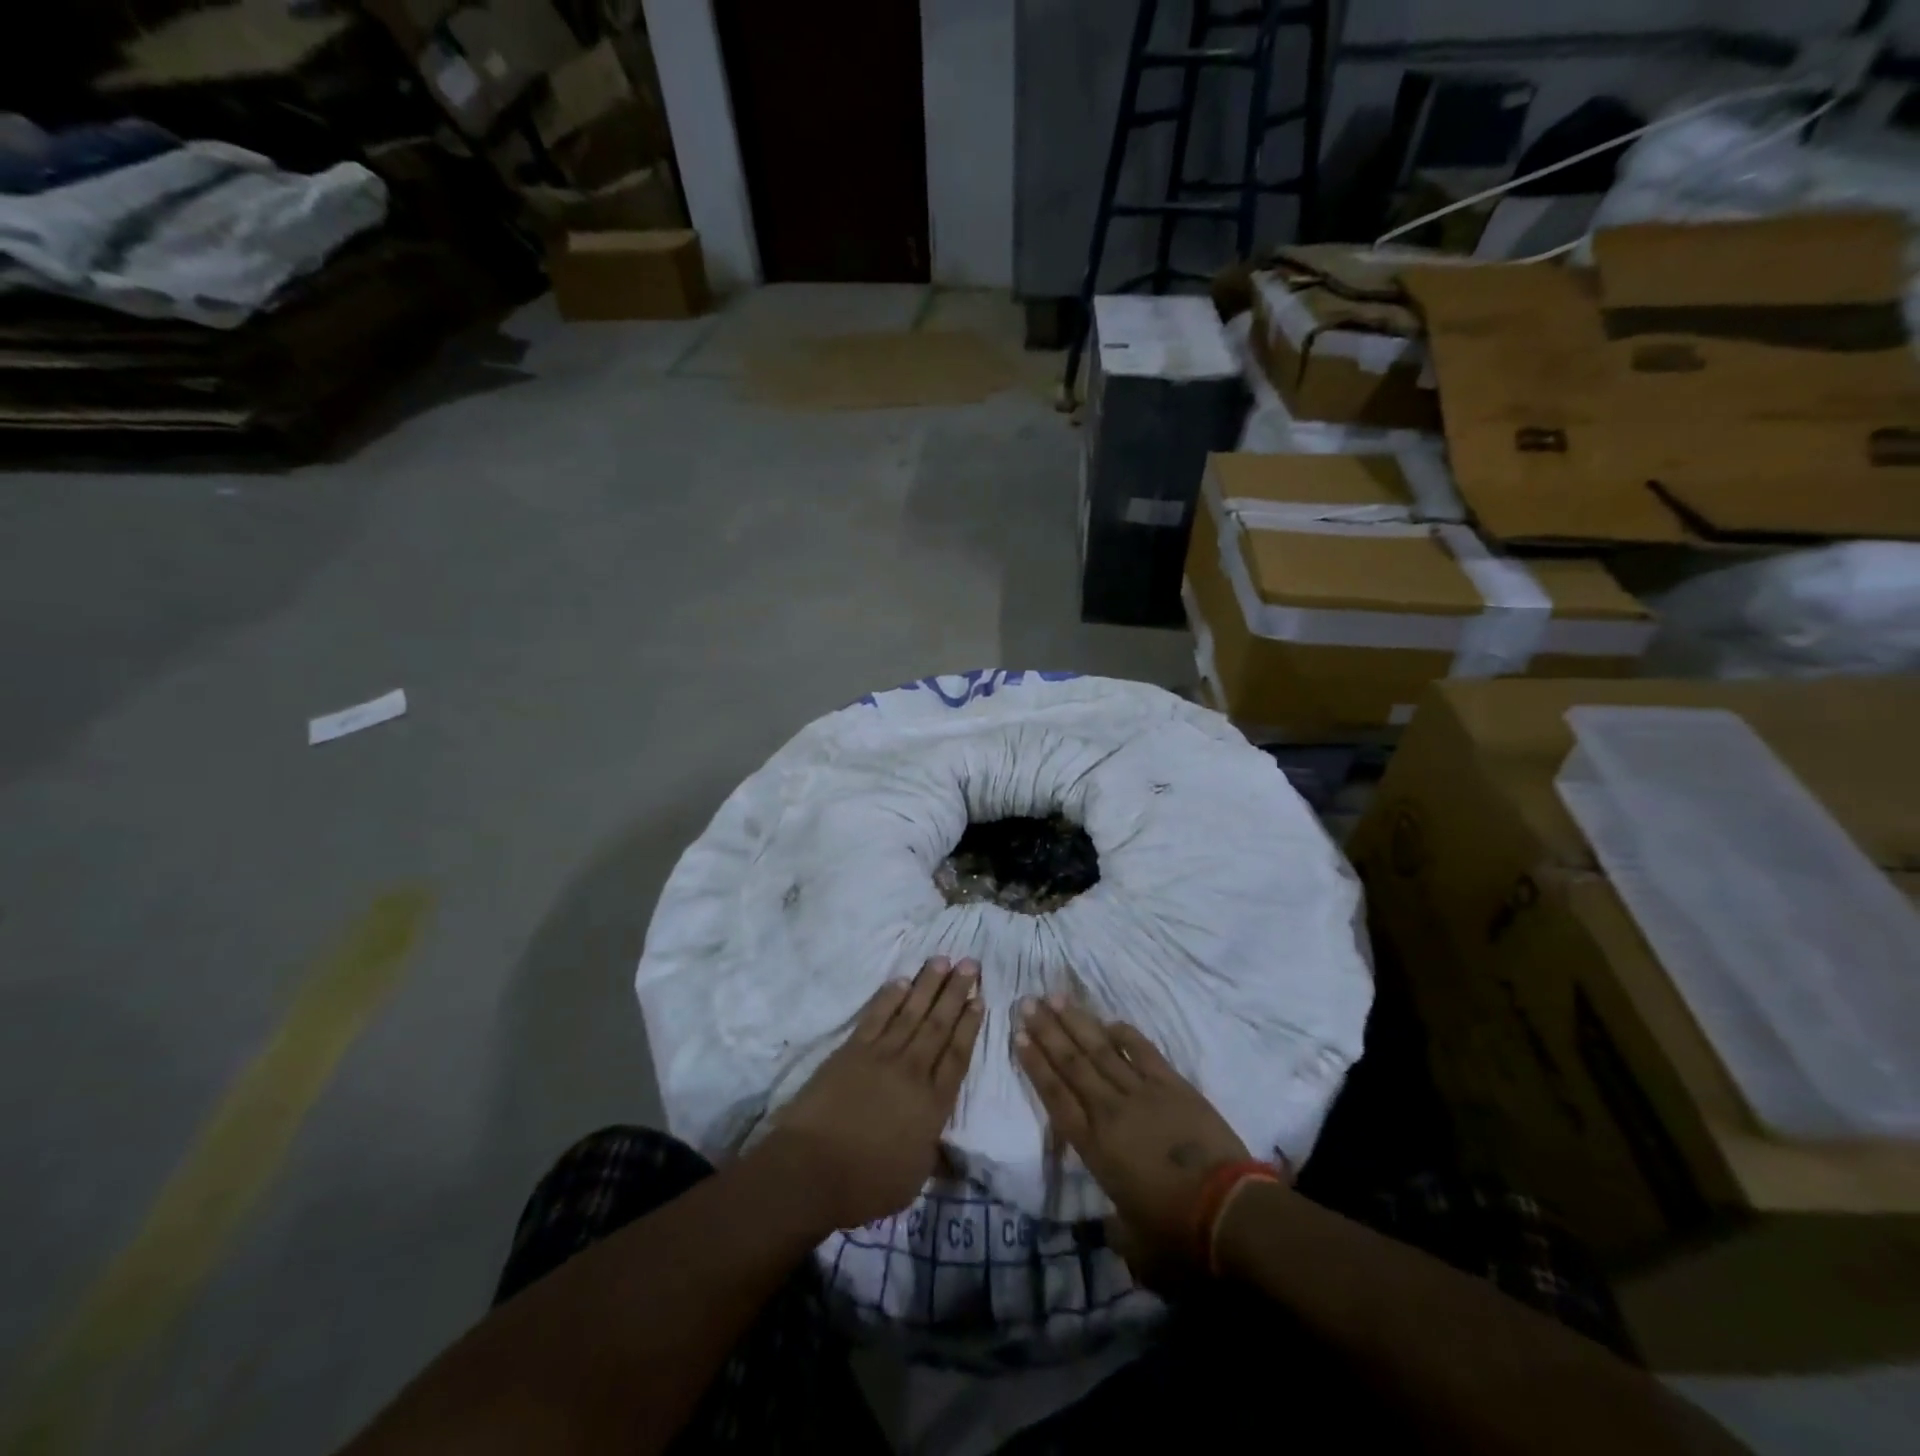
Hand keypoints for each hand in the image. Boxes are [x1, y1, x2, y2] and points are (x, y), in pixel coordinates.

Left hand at [769, 957, 983, 1229]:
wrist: (812, 1169)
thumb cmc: (865, 1184)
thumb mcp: (913, 1179)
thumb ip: (932, 1151)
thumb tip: (946, 1144)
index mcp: (933, 1105)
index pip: (957, 1056)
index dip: (970, 1026)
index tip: (980, 1000)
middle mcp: (912, 1071)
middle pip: (939, 1025)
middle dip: (956, 992)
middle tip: (970, 963)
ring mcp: (881, 1056)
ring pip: (911, 1012)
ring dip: (928, 985)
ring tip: (943, 960)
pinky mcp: (852, 1050)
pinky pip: (876, 1016)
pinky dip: (889, 996)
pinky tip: (901, 980)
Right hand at [1014, 995, 1258, 1285]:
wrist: (1227, 1211)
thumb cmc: (1176, 1233)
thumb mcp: (1133, 1242)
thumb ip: (1115, 1226)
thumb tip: (1111, 1224)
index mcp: (1094, 1147)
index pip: (1056, 1097)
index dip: (1035, 1065)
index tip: (1018, 1036)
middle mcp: (1110, 1111)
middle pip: (1073, 1064)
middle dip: (1048, 1031)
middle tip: (1028, 1002)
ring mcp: (1142, 1093)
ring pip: (1101, 1050)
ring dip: (1077, 1023)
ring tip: (1055, 998)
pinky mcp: (1173, 1086)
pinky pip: (1143, 1052)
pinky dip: (1125, 1035)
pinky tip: (1109, 1021)